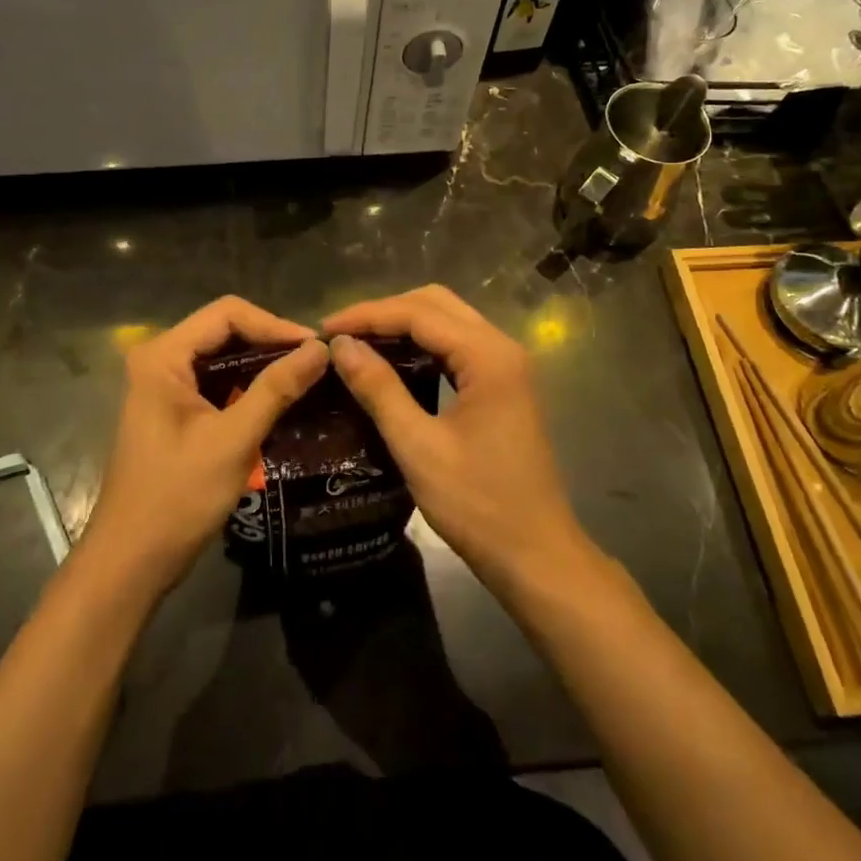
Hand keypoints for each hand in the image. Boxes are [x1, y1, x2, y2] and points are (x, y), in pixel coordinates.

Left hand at [84, 296, 328, 596]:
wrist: (131, 562)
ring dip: (262, 364)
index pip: (228, 314)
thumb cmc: (177, 498)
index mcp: (163, 356)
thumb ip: (277, 389)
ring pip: (223, 356)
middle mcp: (160, 359)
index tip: (314, 348)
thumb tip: (321, 349)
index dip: (274, 324)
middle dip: (271, 342)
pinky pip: (216, 381)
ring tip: (306, 377)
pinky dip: (248, 385)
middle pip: (225, 330)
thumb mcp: (233, 440)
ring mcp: (164, 384)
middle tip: (316, 362)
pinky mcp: (173, 408)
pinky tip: (280, 399)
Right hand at [324, 286, 590, 592]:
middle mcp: (502, 348)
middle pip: (436, 304)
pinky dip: (422, 345)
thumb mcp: (419, 448)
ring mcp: (507, 365)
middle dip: (384, 312)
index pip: (419, 313)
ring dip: (403, 325)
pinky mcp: (504, 385)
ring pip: (448, 321)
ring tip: (357, 344)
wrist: (536, 556)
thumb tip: (341, 346)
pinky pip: (457, 346)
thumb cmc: (478, 505)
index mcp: (488, 356)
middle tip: (340, 335)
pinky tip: (393, 362)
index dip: (367, 316)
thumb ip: (379, 390)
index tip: (323, 330)